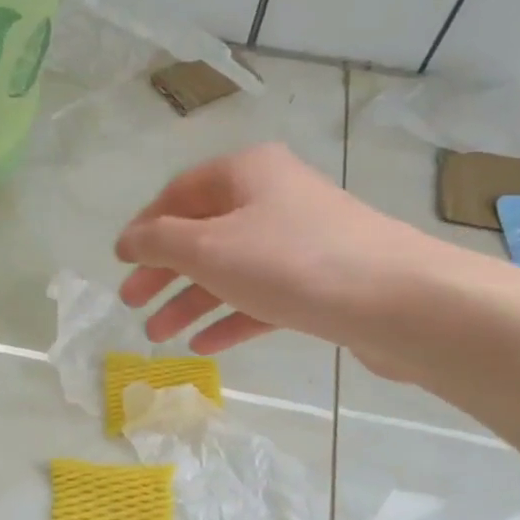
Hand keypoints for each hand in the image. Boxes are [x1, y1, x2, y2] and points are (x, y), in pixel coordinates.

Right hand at [114, 143, 465, 376]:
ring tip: (159, 337)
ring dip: (192, 302)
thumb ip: (160, 242)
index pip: (179, 194)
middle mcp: (273, 198)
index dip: (144, 228)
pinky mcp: (321, 282)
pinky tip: (205, 346)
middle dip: (164, 272)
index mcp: (246, 173)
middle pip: (203, 234)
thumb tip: (129, 239)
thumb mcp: (210, 249)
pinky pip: (262, 296)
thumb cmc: (292, 263)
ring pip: (231, 270)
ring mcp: (300, 241)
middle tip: (132, 304)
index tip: (120, 263)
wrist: (399, 301)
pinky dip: (232, 317)